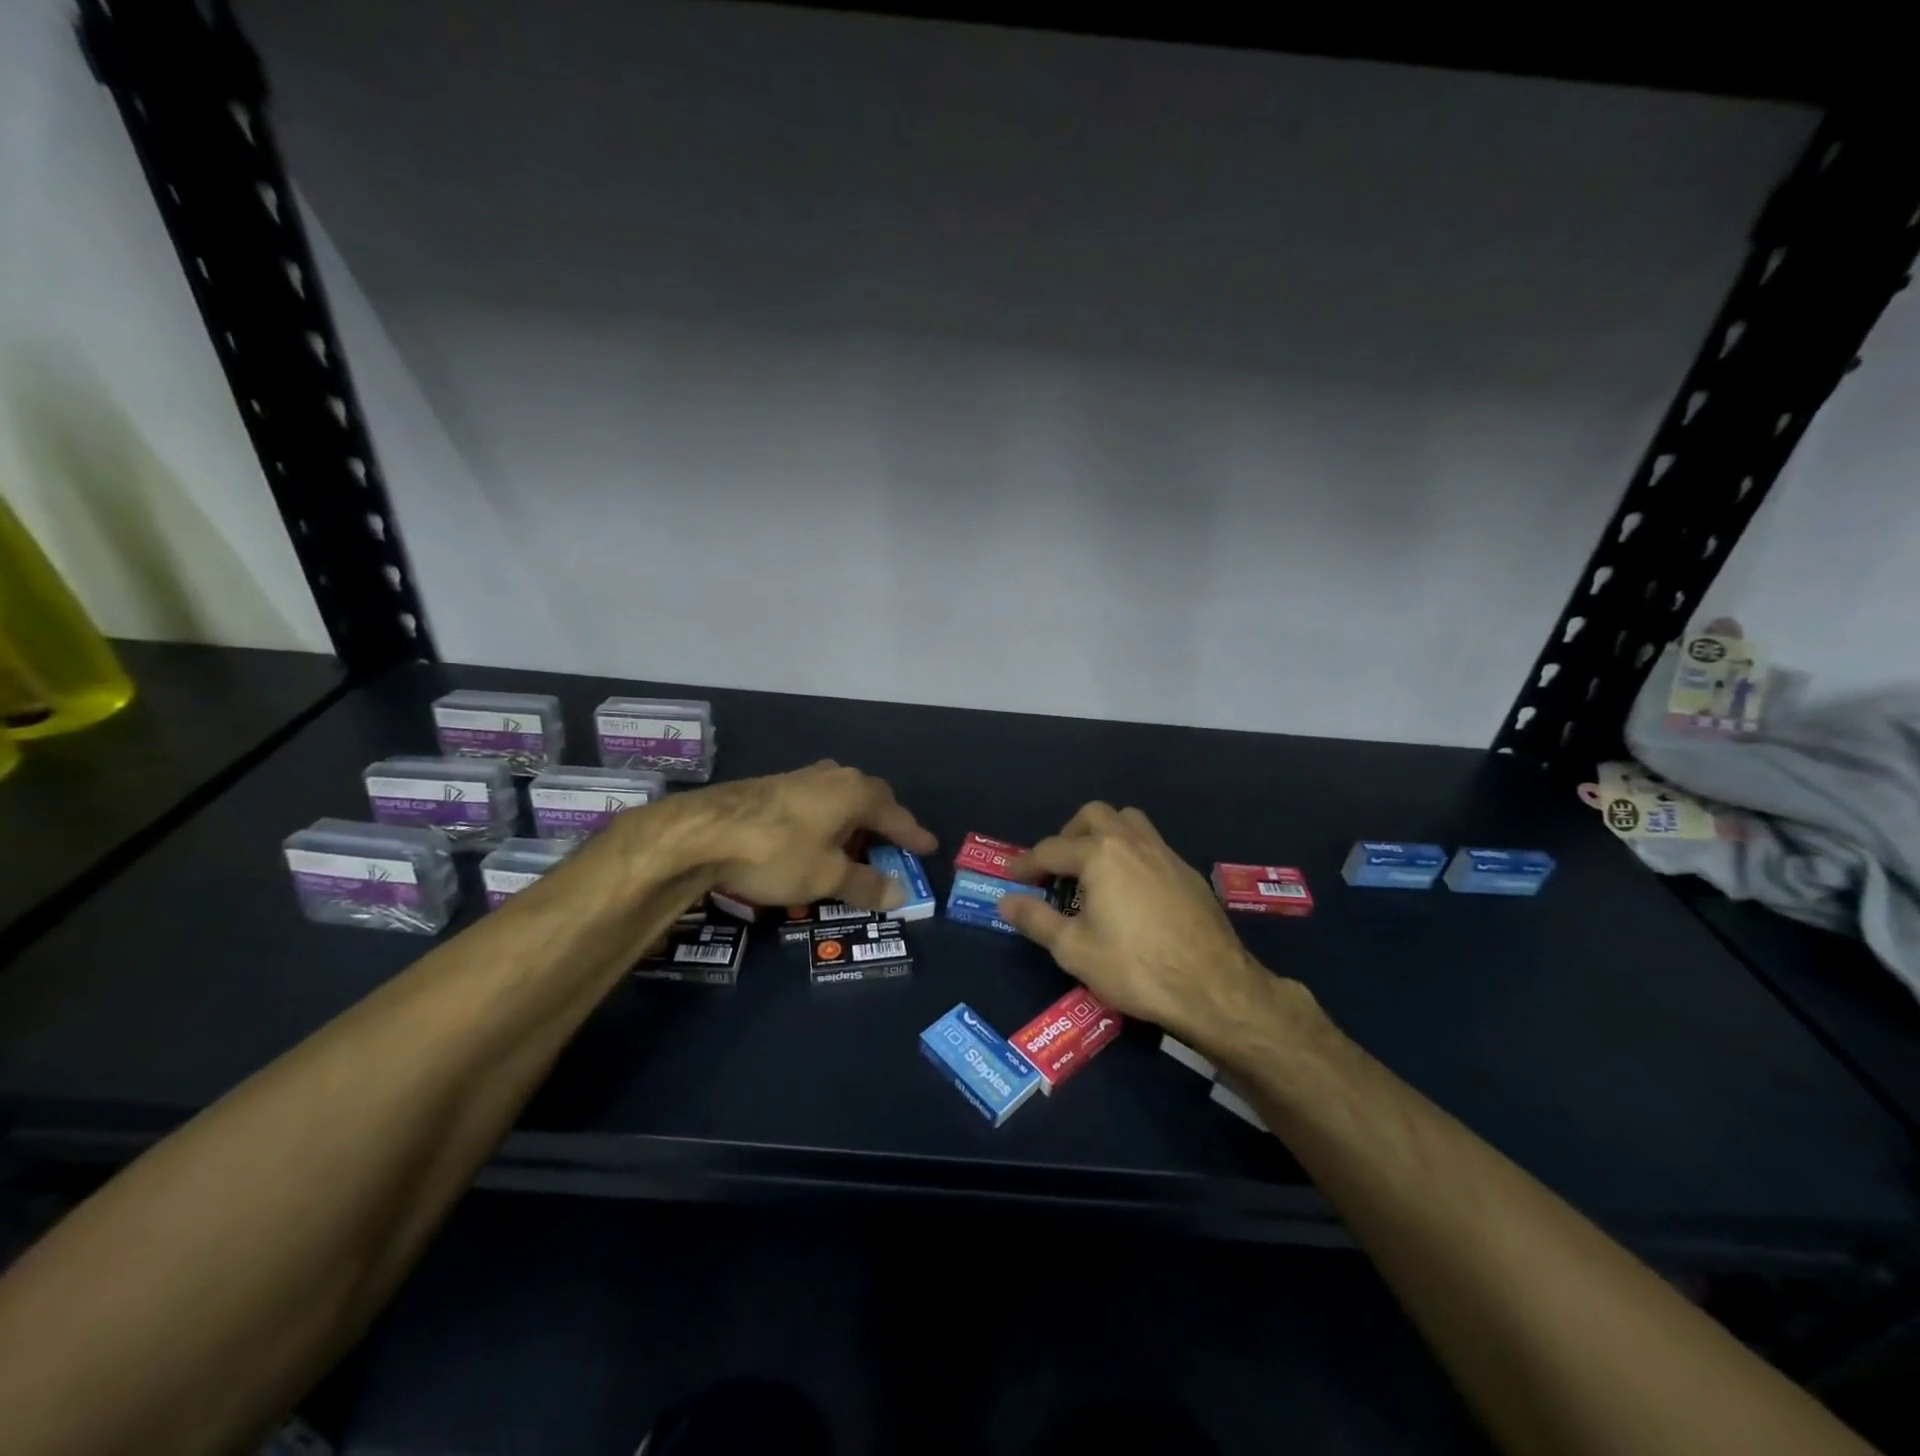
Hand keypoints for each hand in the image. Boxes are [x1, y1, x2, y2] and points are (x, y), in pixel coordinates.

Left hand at [666, 761, 936, 912]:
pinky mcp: (773, 786)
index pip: (895, 813)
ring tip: (854, 845)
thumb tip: (900, 894)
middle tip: (892, 845)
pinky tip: (814, 838)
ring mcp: (800, 777)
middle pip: (869, 798)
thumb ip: (865, 884)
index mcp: (855, 792)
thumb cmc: (778, 852)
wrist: (704, 831)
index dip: (912, 834)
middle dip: (883, 823)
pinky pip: (816, 802)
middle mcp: (833, 777)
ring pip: (840, 798)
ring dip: (852, 821)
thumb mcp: (827, 876)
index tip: (928, 846)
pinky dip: (827, 821)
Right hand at [998, 803, 1302, 1052]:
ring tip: (1094, 870)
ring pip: (1129, 821)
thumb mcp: (1074, 949)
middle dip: (1069, 834)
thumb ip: (1036, 919)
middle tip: (1058, 867)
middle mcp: (1132, 842)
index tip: (1013, 878)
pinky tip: (1131, 891)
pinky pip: (1151, 845)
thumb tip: (1006, 901)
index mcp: (1100, 854)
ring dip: (1105, 835)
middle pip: (1094, 815)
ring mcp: (1165, 853)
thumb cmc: (1135, 967)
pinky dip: (1131, 854)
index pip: (1051, 850)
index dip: (1026, 864)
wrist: (1213, 986)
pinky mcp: (1187, 872)